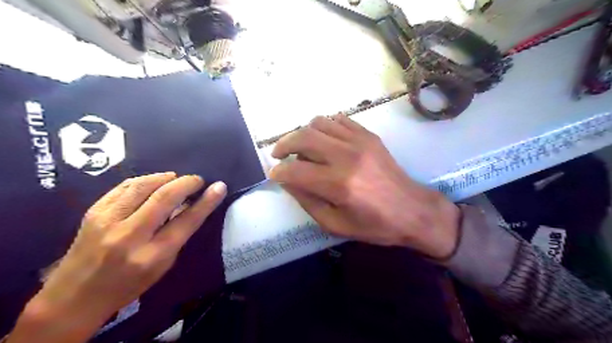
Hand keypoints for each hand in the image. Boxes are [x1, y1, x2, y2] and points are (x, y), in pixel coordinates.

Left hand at [9, 174, 225, 342]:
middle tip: (197, 180)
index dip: (206, 201)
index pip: (186, 221)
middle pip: (164, 197)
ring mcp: (107, 221)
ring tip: (177, 179)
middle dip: (187, 183)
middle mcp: (129, 236)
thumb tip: (191, 205)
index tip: (219, 186)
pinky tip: (155, 182)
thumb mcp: (162, 266)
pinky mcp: (93, 212)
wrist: (74, 297)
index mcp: (152, 255)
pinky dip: (145, 180)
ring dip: (166, 177)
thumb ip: (178, 234)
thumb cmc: (128, 285)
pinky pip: (124, 186)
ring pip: (142, 186)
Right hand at [271, 114, 457, 258]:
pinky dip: (324, 126)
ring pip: (319, 123)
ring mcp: (360, 141)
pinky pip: (339, 120)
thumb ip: (307, 201)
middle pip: (303, 137)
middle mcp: (347, 157)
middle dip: (283, 144)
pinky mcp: (369, 136)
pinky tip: (323, 139)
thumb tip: (288, 181)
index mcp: (339, 185)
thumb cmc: (375, 225)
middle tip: (278, 154)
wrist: (413, 211)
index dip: (279, 172)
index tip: (274, 175)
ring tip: (301, 147)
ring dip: (303, 133)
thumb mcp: (335, 224)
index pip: (295, 170)